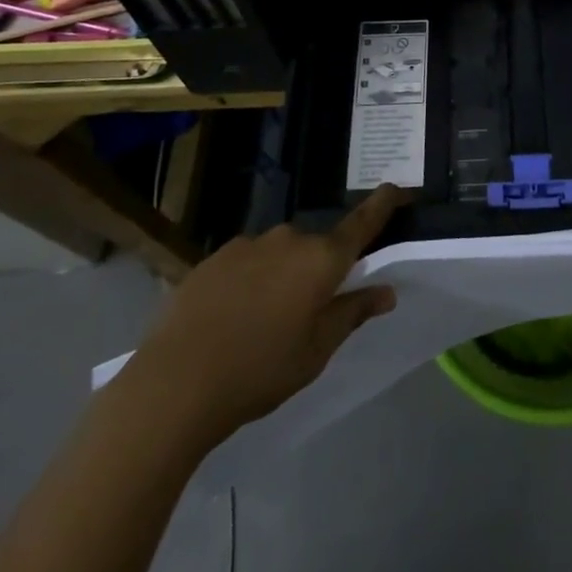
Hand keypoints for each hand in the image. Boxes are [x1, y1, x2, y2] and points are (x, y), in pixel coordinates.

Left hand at [124, 185, 410, 452]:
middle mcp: (288, 239)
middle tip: (308, 312)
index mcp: (321, 259)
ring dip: (281, 276)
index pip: (362, 223)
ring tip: (261, 323)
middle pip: (316, 246)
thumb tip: (386, 291)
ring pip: (278, 254)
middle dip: (318, 270)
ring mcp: (247, 245)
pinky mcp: (212, 258)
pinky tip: (230, 319)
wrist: (174, 384)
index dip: (383, 204)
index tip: (398, 187)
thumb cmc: (259, 371)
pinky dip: (249, 282)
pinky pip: (246, 263)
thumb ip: (352, 314)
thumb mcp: (315, 352)